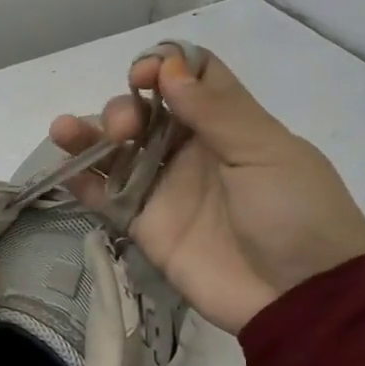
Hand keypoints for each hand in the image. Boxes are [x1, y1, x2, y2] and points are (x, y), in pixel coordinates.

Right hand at [50, 49, 364, 333]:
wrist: (300, 299)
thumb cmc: (295, 215)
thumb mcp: (267, 154)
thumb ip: (216, 111)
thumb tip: (169, 68)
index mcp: (229, 126)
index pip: (191, 79)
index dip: (165, 66)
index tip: (145, 75)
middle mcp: (192, 151)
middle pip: (144, 112)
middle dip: (124, 108)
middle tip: (125, 129)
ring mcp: (165, 189)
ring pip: (117, 152)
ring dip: (88, 135)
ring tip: (64, 130)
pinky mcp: (146, 226)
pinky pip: (107, 198)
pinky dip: (83, 183)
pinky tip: (66, 170)